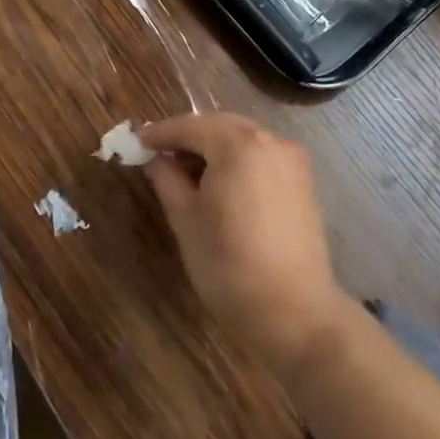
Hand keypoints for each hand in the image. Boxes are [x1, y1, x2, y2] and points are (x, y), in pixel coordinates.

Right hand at [139, 112, 347, 379]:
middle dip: (188, 136)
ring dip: (214, 146)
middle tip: (159, 154)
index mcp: (238, 144)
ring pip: (243, 138)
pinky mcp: (303, 181)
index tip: (136, 141)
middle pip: (219, 126)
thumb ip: (167, 180)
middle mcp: (270, 140)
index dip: (160, 133)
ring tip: (187, 170)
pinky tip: (220, 182)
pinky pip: (262, 156)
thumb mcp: (186, 220)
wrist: (294, 312)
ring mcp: (292, 159)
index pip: (190, 126)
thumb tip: (156, 160)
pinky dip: (238, 159)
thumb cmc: (229, 264)